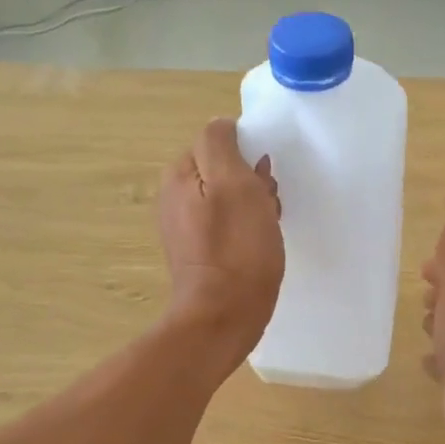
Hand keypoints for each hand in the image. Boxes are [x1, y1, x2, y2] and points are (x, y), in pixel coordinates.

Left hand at [160, 118, 283, 373]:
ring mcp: (187, 228)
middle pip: (225, 171)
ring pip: (231, 199)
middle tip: (268, 207)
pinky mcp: (201, 254)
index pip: (218, 141)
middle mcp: (175, 197)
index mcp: (179, 175)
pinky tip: (261, 247)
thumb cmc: (236, 249)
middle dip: (252, 183)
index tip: (263, 180)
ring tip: (269, 229)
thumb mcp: (233, 183)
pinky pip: (229, 226)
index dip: (247, 156)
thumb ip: (222, 145)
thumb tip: (223, 127)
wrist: (224, 316)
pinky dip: (248, 230)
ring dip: (255, 207)